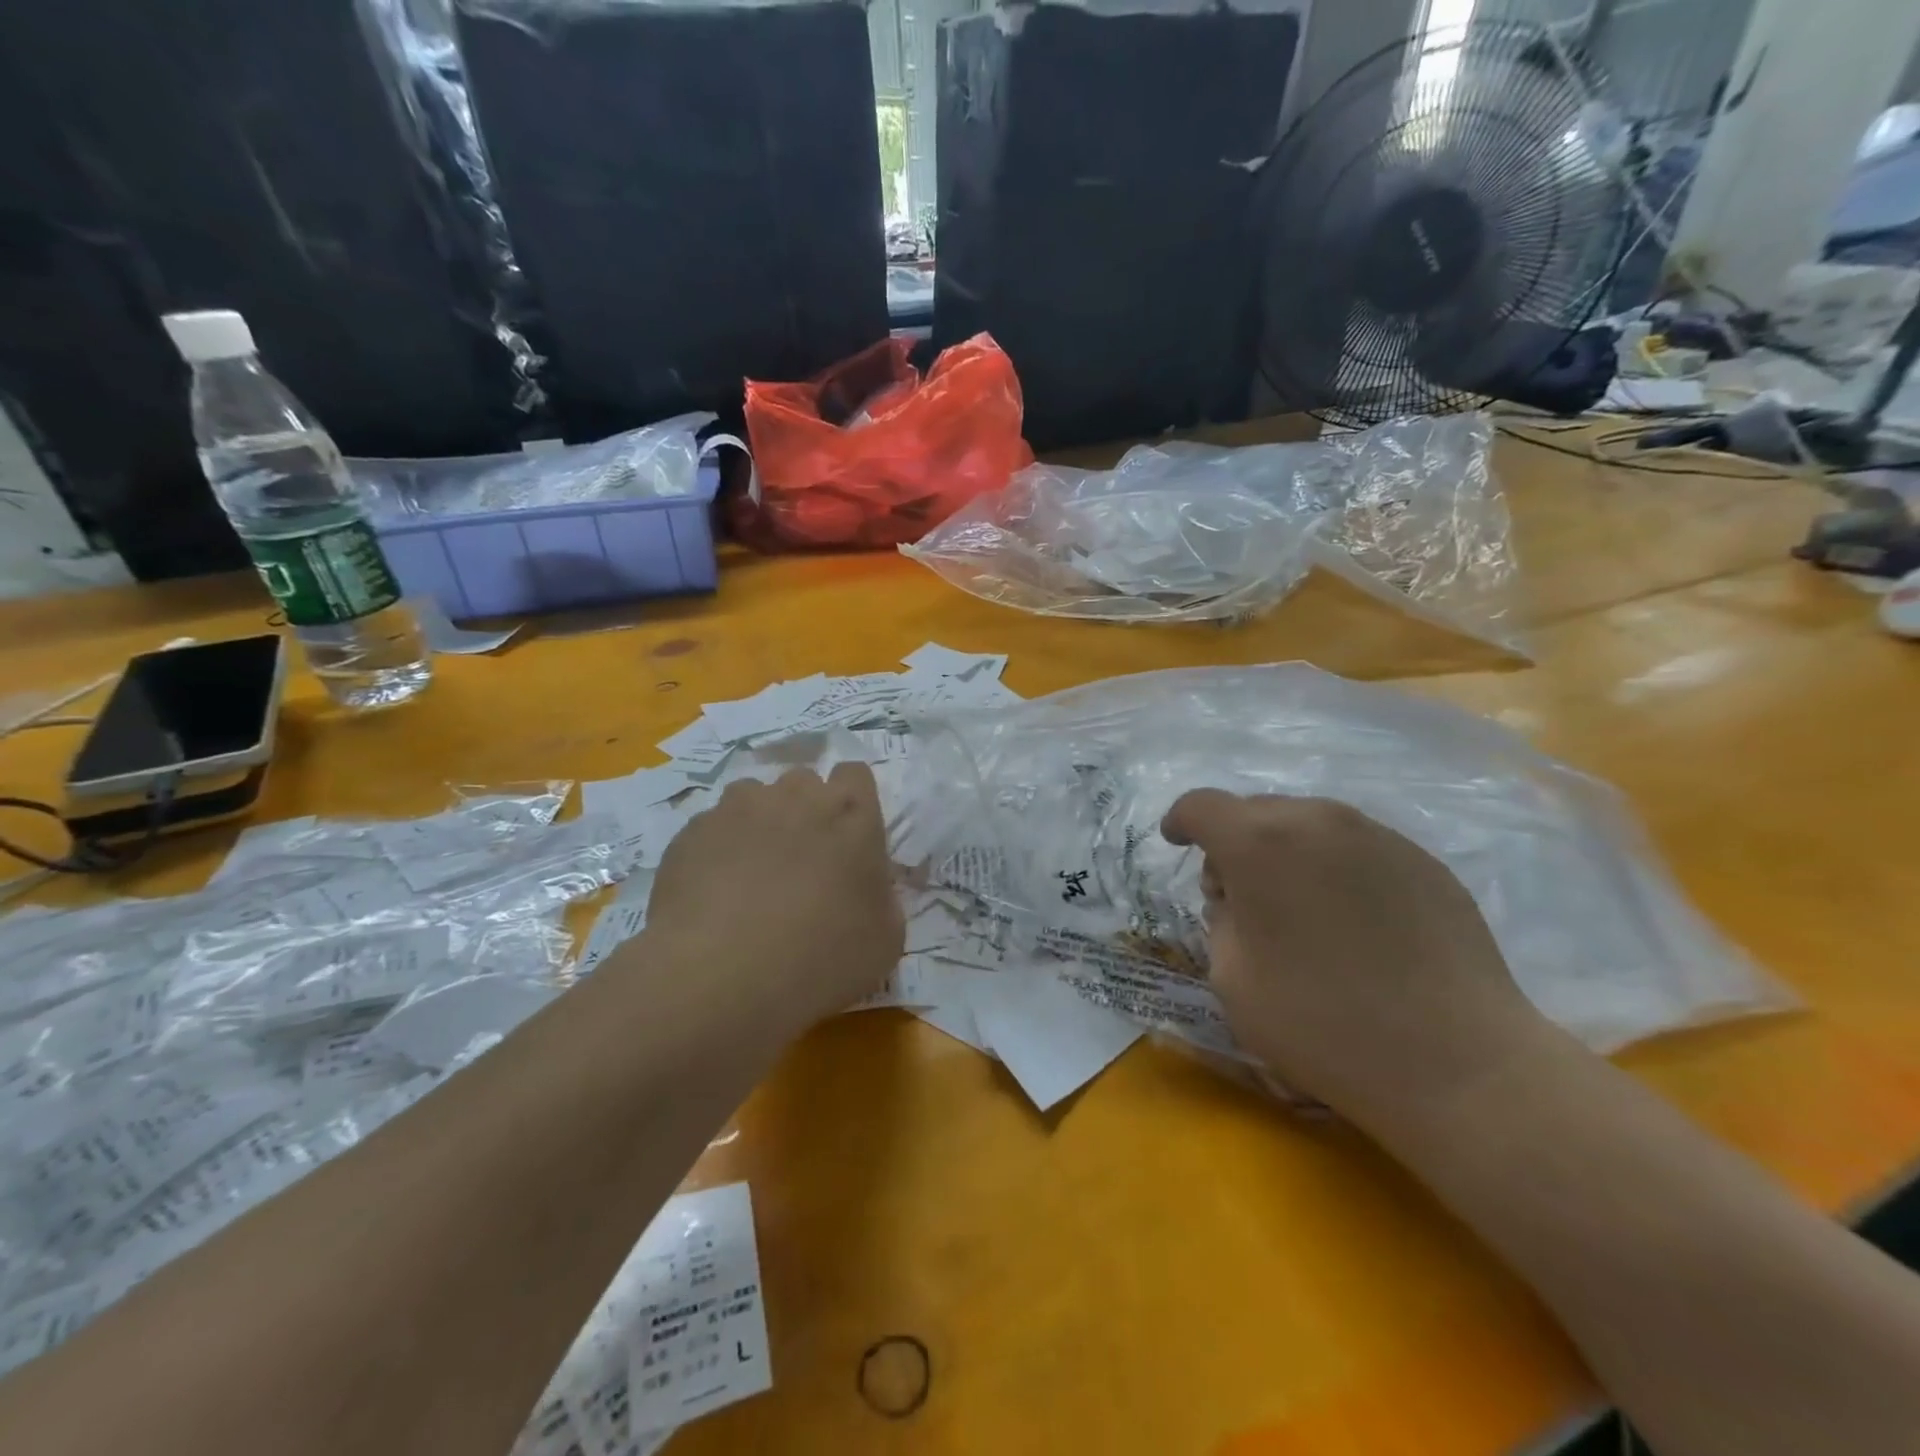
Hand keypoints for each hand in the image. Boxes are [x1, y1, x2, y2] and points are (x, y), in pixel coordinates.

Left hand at [647, 763, 903, 1031]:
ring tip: (752, 875)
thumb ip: (882, 898)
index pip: (855, 775)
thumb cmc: (820, 958)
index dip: (853, 801)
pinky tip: (715, 893)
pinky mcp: (693, 830)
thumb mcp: (884, 941)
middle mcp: (797, 797)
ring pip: (755, 798)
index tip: (847, 839)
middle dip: (806, 811)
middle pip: (805, 782)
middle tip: (803, 862)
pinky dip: (719, 849)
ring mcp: (739, 808)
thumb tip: (868, 888)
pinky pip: (713, 827)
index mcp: (852, 815)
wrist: (720, 976)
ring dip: (761, 823)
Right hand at [1161, 790, 1550, 1131]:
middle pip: (1257, 810)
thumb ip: (1221, 919)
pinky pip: (1357, 848)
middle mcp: (1318, 820)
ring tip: (1299, 909)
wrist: (1458, 1063)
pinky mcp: (1424, 862)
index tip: (1177, 843)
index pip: (1202, 806)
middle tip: (1239, 896)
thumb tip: (1239, 898)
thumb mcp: (1231, 978)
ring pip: (1309, 824)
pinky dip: (1336, 868)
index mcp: (1259, 843)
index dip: (1181, 821)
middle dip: (1236, 843)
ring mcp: (1378, 836)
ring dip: (1287, 852)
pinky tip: (1352, 922)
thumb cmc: (1322, 1023)